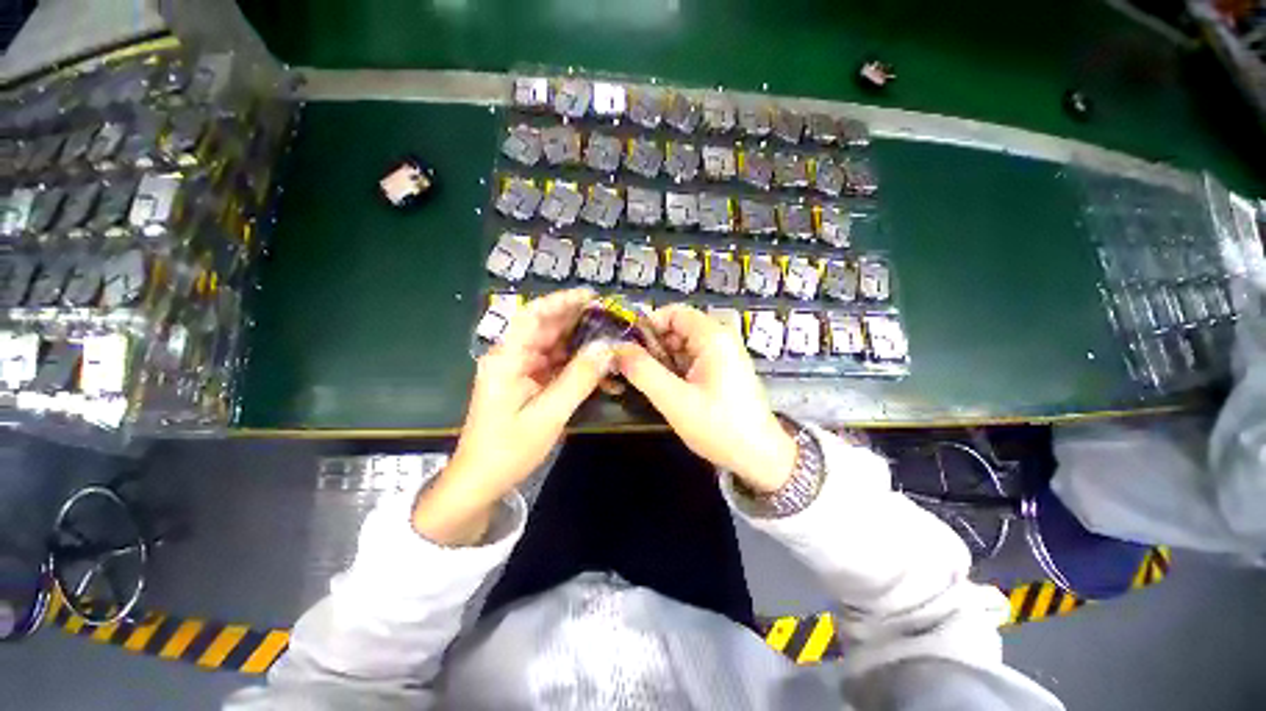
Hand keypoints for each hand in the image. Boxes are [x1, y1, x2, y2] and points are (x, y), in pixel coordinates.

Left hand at [413, 288, 611, 544]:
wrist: (480, 482)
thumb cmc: (508, 450)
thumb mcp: (548, 415)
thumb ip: (578, 379)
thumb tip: (607, 348)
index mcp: (506, 359)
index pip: (532, 316)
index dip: (560, 301)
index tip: (591, 296)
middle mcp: (511, 358)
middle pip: (545, 327)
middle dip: (576, 319)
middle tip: (610, 316)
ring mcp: (519, 370)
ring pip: (553, 345)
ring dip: (579, 341)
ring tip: (610, 336)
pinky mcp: (527, 383)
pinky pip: (554, 364)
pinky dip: (575, 363)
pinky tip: (596, 364)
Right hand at [615, 303, 796, 493]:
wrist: (760, 458)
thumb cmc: (719, 426)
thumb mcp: (674, 400)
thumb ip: (643, 371)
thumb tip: (617, 349)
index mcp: (712, 337)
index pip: (673, 312)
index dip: (647, 324)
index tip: (626, 346)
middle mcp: (719, 339)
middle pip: (676, 329)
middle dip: (651, 346)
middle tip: (630, 369)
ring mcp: (722, 356)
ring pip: (681, 346)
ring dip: (660, 360)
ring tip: (643, 382)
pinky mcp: (720, 371)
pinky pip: (690, 361)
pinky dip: (673, 370)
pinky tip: (663, 389)